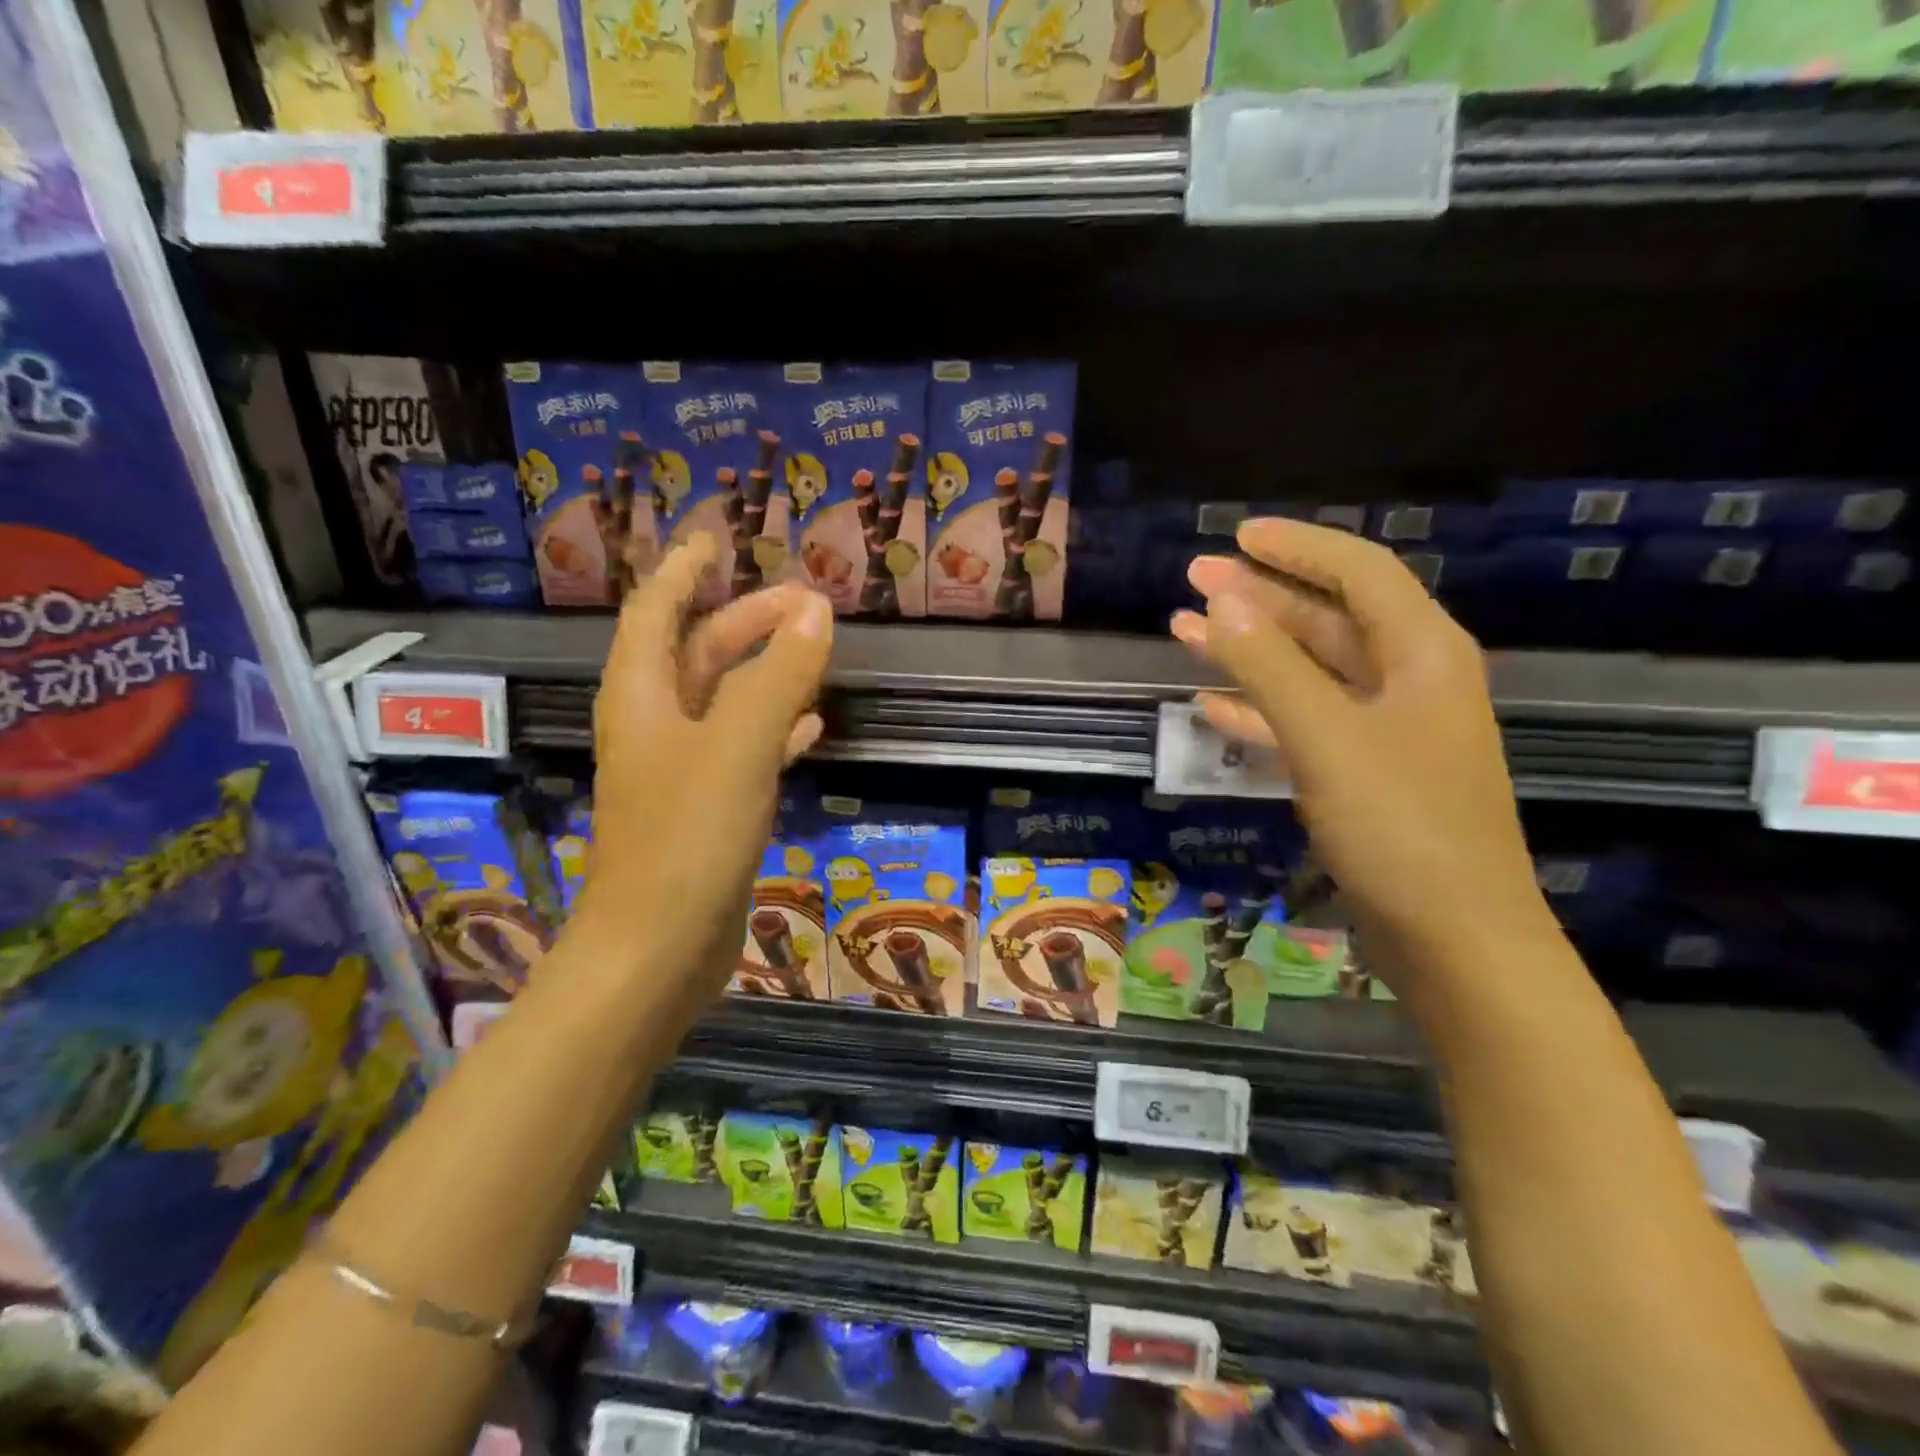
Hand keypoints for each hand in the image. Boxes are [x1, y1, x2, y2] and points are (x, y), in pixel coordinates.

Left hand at [581, 535, 832, 993]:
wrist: (656, 953)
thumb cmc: (686, 840)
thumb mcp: (737, 746)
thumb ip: (777, 676)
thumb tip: (815, 609)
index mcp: (643, 697)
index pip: (655, 612)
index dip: (682, 571)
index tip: (715, 540)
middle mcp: (655, 726)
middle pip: (697, 653)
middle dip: (743, 621)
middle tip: (801, 601)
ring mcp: (681, 771)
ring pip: (724, 701)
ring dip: (764, 671)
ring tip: (813, 651)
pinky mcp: (706, 811)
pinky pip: (743, 750)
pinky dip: (775, 729)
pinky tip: (812, 728)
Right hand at [1172, 520, 1552, 965]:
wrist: (1455, 939)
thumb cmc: (1401, 826)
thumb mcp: (1327, 736)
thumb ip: (1270, 667)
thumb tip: (1220, 601)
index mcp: (1422, 653)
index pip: (1359, 572)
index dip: (1298, 547)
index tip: (1236, 537)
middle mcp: (1408, 680)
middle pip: (1327, 618)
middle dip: (1259, 597)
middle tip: (1192, 580)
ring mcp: (1385, 731)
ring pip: (1308, 672)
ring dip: (1249, 652)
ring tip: (1184, 632)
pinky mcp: (1363, 775)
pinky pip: (1303, 723)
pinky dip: (1259, 710)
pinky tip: (1212, 706)